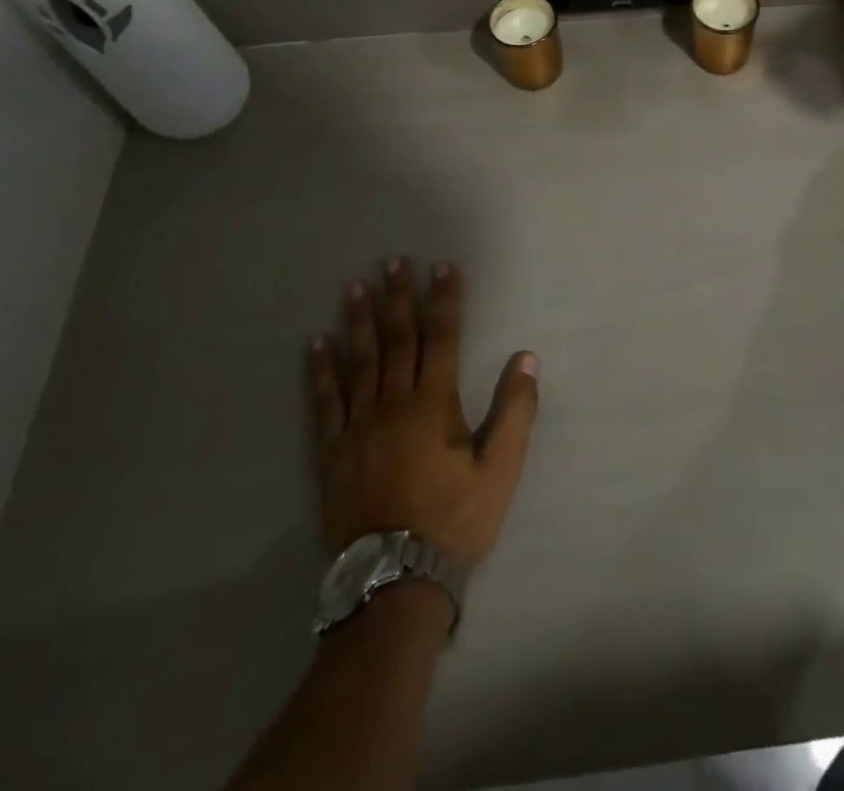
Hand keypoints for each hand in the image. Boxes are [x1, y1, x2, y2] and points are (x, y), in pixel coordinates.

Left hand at [305, 258, 537, 568]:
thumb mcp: (501, 470)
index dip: (444, 299)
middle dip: (398, 297)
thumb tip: (526, 358)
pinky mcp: (332, 451)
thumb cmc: (455, 520)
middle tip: (392, 262)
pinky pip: (324, 401)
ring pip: (358, 361)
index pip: (441, 337)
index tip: (444, 267)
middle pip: (397, 339)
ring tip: (354, 287)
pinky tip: (317, 343)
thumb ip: (516, 411)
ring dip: (358, 321)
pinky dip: (320, 370)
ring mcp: (357, 426)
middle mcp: (393, 403)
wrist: (395, 582)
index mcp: (433, 404)